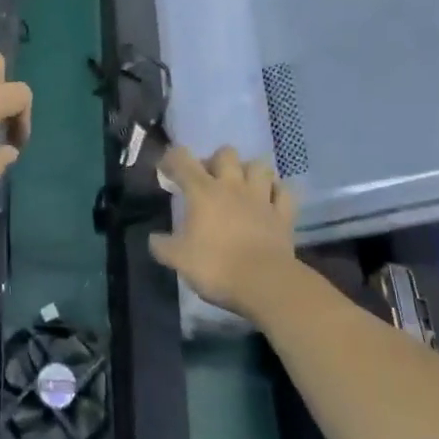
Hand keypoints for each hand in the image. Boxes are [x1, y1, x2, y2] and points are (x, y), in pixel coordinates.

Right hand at [148, 145, 296, 317]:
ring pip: (260, 166)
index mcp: (202, 191)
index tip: (166, 170)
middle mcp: (232, 186)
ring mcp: (261, 198)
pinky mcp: (284, 215)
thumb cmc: (216, 267)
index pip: (182, 159)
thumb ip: (162, 246)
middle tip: (209, 179)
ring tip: (243, 185)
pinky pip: (285, 192)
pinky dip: (278, 192)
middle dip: (216, 160)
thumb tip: (154, 238)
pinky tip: (271, 199)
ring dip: (250, 171)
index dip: (171, 158)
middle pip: (226, 153)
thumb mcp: (179, 260)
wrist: (265, 284)